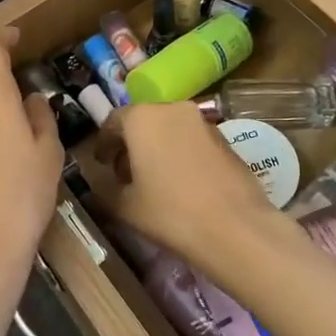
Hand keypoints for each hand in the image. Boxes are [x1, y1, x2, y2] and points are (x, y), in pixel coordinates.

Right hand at [82, 102, 281, 267]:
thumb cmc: (170, 212)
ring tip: (154, 180)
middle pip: (143, 122)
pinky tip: (181, 183)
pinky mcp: (225, 139)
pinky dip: (181, 153)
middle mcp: (172, 109)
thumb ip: (105, 189)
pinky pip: (192, 140)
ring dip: (157, 147)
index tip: (101, 164)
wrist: (234, 227)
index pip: (113, 122)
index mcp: (142, 118)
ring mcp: (203, 122)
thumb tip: (100, 183)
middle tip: (124, 173)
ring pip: (170, 128)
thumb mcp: (125, 206)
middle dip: (131, 144)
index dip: (104, 144)